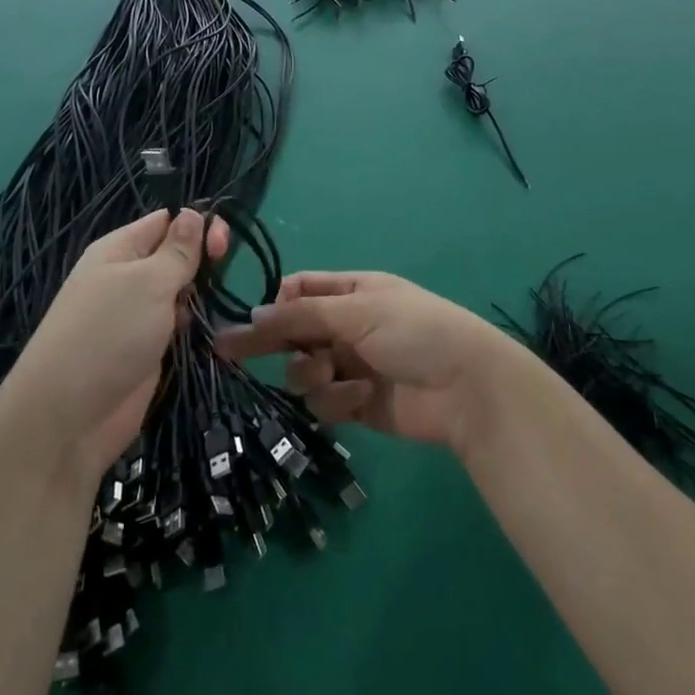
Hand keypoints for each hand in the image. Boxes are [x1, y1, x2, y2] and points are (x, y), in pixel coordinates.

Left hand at [1, 208, 226, 480]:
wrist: (69, 417)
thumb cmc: (109, 334)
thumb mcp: (149, 282)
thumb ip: (178, 249)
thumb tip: (193, 213)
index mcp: (120, 249)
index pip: (165, 221)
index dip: (197, 224)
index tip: (223, 245)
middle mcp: (127, 277)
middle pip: (175, 255)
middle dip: (203, 260)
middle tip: (223, 274)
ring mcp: (136, 315)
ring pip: (180, 291)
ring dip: (201, 295)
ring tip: (219, 303)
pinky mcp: (146, 349)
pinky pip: (177, 325)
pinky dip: (194, 326)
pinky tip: (211, 330)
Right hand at [218, 272, 514, 452]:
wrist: (465, 387)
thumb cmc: (414, 331)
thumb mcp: (357, 310)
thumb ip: (302, 315)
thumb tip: (252, 315)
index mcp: (351, 292)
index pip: (299, 291)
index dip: (273, 305)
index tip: (248, 322)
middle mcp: (347, 326)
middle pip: (294, 333)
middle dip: (275, 344)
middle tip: (229, 355)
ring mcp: (351, 366)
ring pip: (304, 371)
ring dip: (312, 375)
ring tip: (333, 375)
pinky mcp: (356, 404)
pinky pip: (326, 402)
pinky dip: (338, 400)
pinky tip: (362, 397)